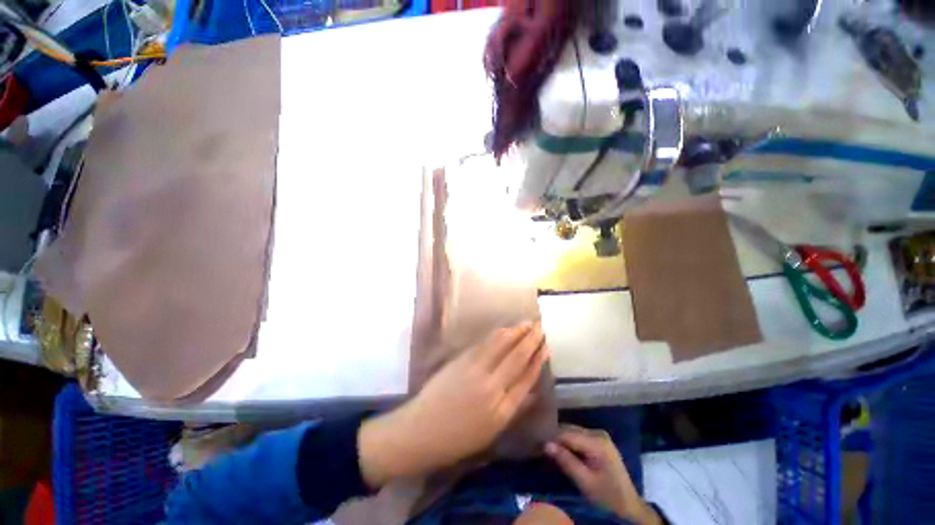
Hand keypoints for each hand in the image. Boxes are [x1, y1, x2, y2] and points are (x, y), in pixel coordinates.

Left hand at [359, 321, 548, 487]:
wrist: (422, 429)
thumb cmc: (458, 437)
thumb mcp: (492, 431)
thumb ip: (515, 408)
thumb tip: (533, 391)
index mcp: (502, 410)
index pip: (526, 379)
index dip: (538, 361)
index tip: (546, 347)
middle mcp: (492, 387)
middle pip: (517, 358)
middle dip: (531, 341)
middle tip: (540, 328)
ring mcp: (475, 370)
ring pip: (501, 346)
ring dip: (516, 332)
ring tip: (527, 323)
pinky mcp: (462, 360)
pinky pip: (484, 344)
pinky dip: (498, 334)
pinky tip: (505, 329)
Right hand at [545, 425, 660, 524]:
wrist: (629, 508)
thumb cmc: (607, 497)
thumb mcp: (585, 482)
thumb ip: (566, 461)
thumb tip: (545, 444)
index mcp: (597, 442)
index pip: (567, 433)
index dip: (551, 438)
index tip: (537, 444)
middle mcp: (598, 433)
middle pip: (570, 430)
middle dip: (556, 438)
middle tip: (540, 447)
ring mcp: (599, 436)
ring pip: (572, 432)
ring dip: (561, 440)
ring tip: (548, 448)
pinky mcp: (599, 441)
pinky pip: (578, 437)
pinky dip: (569, 442)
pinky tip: (561, 450)